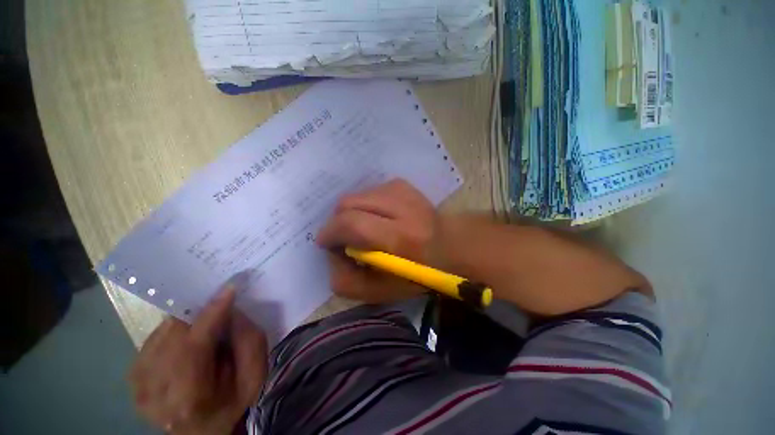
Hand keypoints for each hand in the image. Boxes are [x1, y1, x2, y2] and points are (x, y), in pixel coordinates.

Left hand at [129, 283, 267, 434]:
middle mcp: (153, 392)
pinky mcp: (133, 375)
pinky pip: (155, 337)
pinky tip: (188, 340)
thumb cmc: (232, 402)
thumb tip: (230, 310)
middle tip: (221, 307)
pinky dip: (176, 330)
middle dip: (200, 315)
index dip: (211, 315)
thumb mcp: (254, 376)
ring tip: (206, 328)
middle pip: (175, 335)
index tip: (228, 289)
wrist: (201, 430)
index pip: (194, 347)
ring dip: (188, 322)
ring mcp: (138, 384)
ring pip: (164, 332)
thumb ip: (249, 341)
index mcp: (188, 400)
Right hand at [317, 179, 441, 303]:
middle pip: (349, 203)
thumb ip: (346, 280)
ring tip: (362, 226)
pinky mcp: (403, 185)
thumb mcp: (379, 292)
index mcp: (400, 238)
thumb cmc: (416, 274)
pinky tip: (376, 216)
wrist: (448, 247)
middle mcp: (403, 208)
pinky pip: (369, 190)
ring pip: (357, 195)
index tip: (326, 242)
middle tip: (342, 236)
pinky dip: (365, 204)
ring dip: (351, 212)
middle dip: (337, 221)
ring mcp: (403, 191)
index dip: (331, 232)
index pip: (351, 223)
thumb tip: (331, 254)